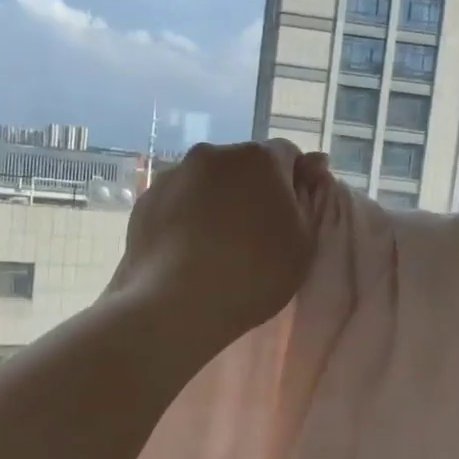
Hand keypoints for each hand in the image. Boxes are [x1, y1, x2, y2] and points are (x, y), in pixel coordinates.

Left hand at [112, 140, 325, 352]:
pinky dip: (186, 216)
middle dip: (252, 189)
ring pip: (207, 182)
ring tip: (215, 246)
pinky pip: (177, 201)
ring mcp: (175, 174)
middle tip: (254, 234)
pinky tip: (187, 250)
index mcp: (260, 158)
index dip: (292, 183)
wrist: (178, 304)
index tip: (290, 216)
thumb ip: (308, 198)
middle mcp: (214, 154)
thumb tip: (313, 164)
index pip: (287, 156)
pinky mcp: (146, 199)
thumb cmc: (255, 273)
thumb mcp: (303, 242)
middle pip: (243, 166)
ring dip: (216, 201)